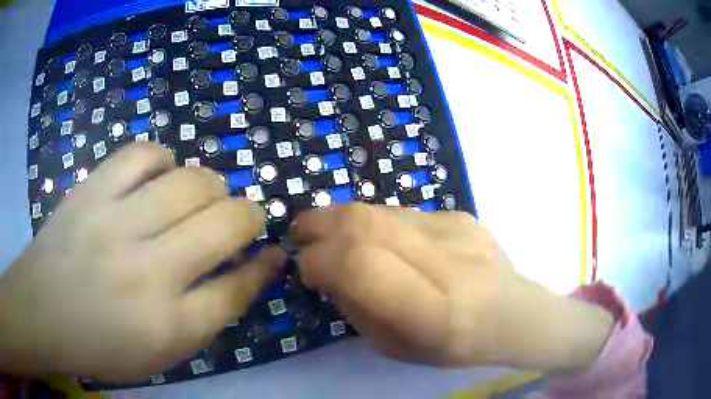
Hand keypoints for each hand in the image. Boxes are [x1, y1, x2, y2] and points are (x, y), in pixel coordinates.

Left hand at [0, 143, 285, 382]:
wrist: (42, 312)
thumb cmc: (102, 345)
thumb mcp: (162, 353)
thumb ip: (206, 316)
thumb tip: (247, 273)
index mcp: (169, 325)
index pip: (237, 289)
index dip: (263, 268)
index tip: (274, 253)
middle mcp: (148, 272)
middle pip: (225, 224)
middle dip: (249, 217)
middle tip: (241, 219)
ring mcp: (116, 223)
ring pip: (190, 182)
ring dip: (211, 186)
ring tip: (202, 196)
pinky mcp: (92, 191)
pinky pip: (142, 155)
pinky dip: (162, 160)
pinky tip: (159, 175)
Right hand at [290, 204, 613, 371]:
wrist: (516, 314)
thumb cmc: (456, 346)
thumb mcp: (397, 347)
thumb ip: (359, 308)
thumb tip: (329, 269)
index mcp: (437, 313)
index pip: (364, 266)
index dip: (322, 260)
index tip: (303, 267)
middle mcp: (452, 264)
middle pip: (370, 225)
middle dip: (321, 224)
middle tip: (299, 232)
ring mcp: (461, 231)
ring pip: (383, 210)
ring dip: (342, 217)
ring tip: (324, 229)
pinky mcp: (463, 215)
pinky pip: (402, 212)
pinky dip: (373, 221)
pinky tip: (372, 237)